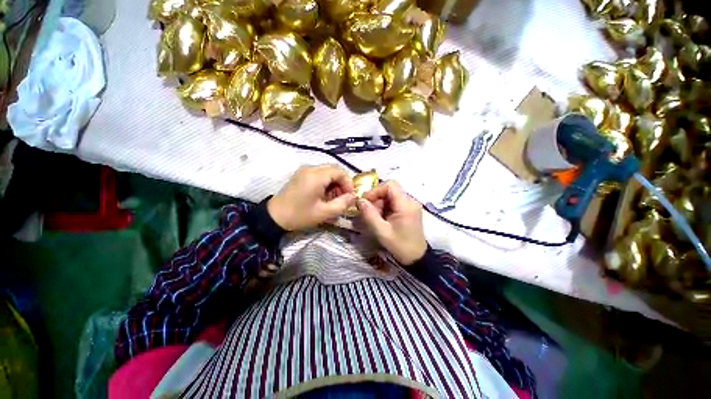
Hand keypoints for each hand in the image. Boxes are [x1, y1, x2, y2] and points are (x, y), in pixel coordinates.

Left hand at [268, 165, 355, 230]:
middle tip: (342, 197)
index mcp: (316, 176)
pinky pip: (319, 174)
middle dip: (342, 182)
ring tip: (334, 198)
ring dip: (334, 183)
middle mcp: (310, 168)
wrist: (274, 217)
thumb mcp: (324, 213)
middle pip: (334, 169)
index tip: (349, 196)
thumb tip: (353, 197)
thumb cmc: (300, 215)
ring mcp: (304, 170)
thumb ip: (342, 204)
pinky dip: (326, 182)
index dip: (348, 183)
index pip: (340, 171)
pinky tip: (324, 195)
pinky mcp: (301, 175)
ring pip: (327, 171)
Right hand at [358, 181, 426, 265]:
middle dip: (376, 199)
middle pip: (390, 190)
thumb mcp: (381, 232)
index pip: (390, 185)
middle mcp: (410, 201)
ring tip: (375, 218)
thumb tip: (359, 200)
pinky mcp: (409, 210)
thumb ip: (369, 215)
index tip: (366, 201)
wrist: (417, 258)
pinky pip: (394, 202)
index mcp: (406, 205)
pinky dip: (385, 208)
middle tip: (369, 212)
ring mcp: (410, 205)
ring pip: (391, 196)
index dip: (376, 190)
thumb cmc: (400, 246)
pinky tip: (382, 219)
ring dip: (380, 204)